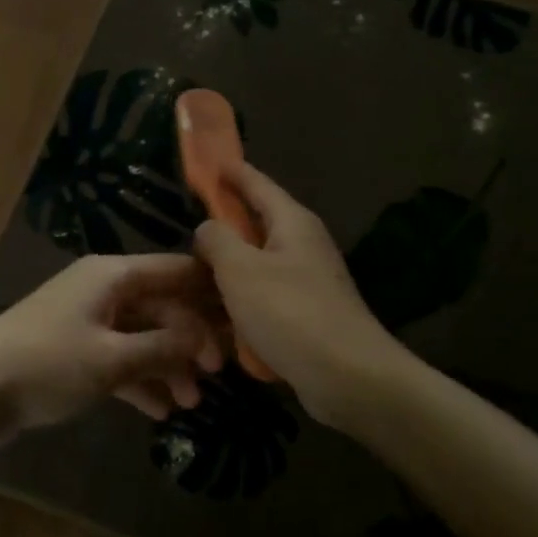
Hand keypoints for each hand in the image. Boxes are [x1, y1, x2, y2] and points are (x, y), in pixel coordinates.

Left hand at [0, 254, 224, 430]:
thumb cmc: (46, 365)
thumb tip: (205, 341)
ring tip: (192, 402)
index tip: (245, 318)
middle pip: (161, 306)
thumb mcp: (112, 359)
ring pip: (141, 336)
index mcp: (111, 275)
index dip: (211, 292)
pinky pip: (119, 359)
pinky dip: (140, 381)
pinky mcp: (73, 352)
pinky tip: (161, 411)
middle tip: (219, 374)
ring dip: (167, 366)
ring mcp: (86, 321)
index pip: (175, 271)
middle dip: (190, 339)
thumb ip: (163, 349)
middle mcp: (101, 290)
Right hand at [193, 161, 405, 427]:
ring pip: (257, 263)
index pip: (256, 183)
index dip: (231, 171)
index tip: (209, 160)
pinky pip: (264, 296)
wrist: (348, 376)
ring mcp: (306, 280)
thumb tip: (208, 228)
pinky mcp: (305, 313)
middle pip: (256, 223)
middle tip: (189, 220)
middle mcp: (302, 245)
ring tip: (193, 271)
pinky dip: (241, 299)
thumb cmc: (290, 313)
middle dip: (225, 220)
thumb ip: (217, 240)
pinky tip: (217, 314)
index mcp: (291, 222)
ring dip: (229, 266)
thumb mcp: (240, 270)